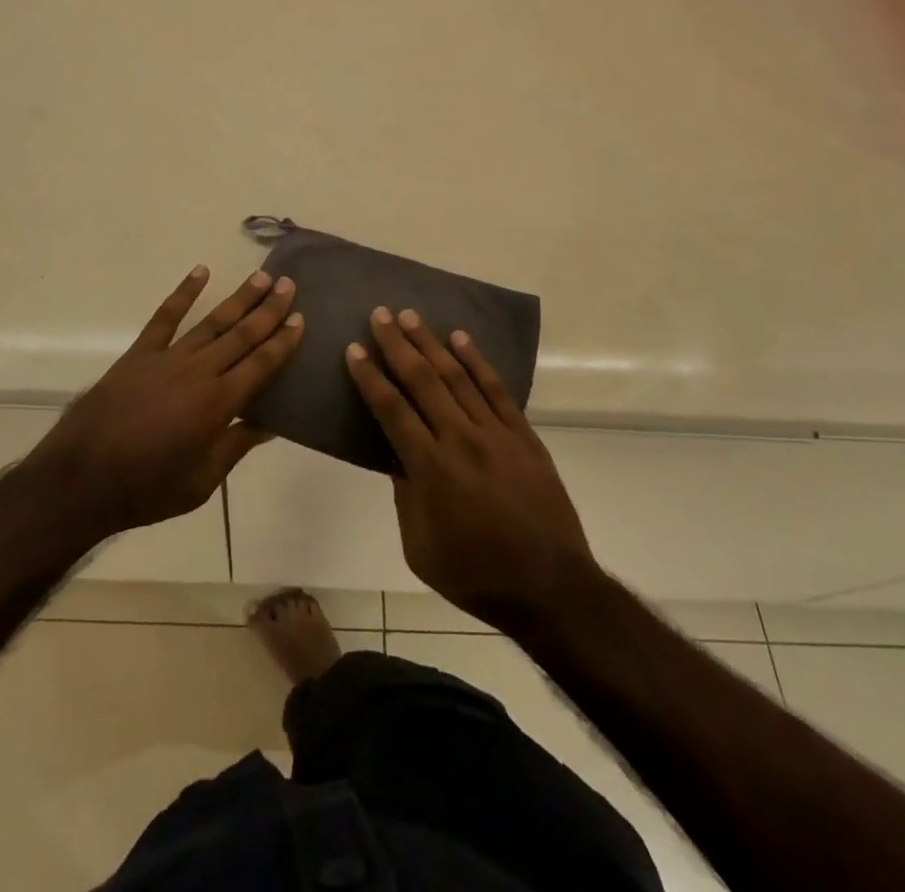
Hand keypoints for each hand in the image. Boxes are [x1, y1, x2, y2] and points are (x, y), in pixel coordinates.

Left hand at [30, 265, 302, 539]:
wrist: (81, 479)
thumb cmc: (147, 488)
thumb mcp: (202, 481)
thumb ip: (236, 446)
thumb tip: (272, 423)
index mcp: (218, 404)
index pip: (261, 365)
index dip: (283, 341)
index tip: (300, 318)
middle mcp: (198, 372)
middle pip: (242, 335)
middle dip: (268, 309)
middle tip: (288, 284)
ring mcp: (167, 358)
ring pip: (212, 321)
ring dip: (239, 298)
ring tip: (260, 276)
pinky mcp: (139, 354)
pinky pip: (165, 317)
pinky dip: (183, 292)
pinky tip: (200, 272)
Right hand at [346, 307, 593, 633]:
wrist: (551, 588)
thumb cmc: (476, 575)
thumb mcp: (420, 548)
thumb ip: (406, 496)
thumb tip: (396, 454)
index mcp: (431, 469)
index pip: (392, 410)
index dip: (370, 378)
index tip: (353, 350)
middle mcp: (461, 440)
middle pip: (422, 381)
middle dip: (397, 345)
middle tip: (379, 315)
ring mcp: (496, 434)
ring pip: (457, 377)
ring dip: (431, 343)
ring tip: (410, 316)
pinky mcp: (524, 436)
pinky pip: (497, 389)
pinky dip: (477, 361)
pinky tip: (460, 339)